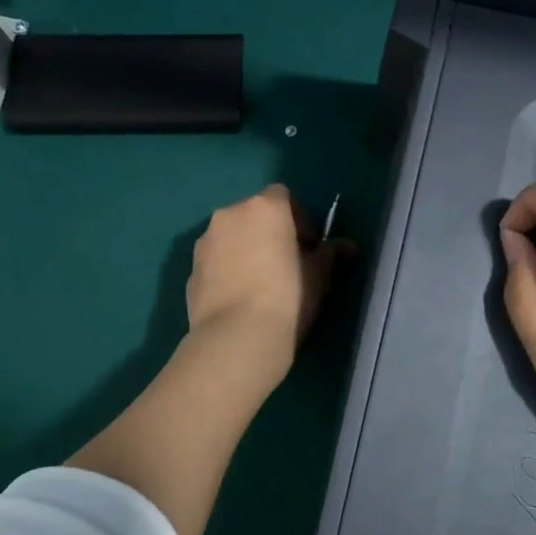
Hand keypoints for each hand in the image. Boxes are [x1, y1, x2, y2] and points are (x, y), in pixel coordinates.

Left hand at [186, 185, 351, 374]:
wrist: (237, 338)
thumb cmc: (288, 297)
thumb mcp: (320, 276)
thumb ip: (330, 254)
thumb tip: (345, 246)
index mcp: (264, 208)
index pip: (283, 197)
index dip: (299, 219)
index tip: (308, 247)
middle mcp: (229, 215)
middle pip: (253, 214)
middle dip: (269, 233)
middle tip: (286, 264)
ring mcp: (205, 242)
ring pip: (231, 237)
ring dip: (245, 250)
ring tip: (260, 284)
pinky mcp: (190, 270)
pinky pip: (216, 261)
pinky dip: (227, 270)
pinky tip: (239, 299)